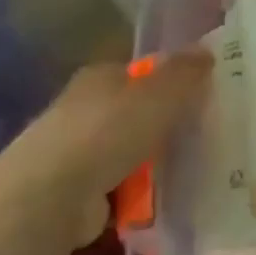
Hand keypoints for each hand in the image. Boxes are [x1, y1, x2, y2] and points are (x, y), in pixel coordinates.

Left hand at [0, 49, 212, 222]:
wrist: (49, 199)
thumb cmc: (106, 132)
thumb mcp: (158, 95)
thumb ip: (185, 73)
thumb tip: (206, 51)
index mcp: (100, 77)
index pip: (140, 72)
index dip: (169, 81)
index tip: (200, 97)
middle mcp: (84, 108)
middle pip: (135, 112)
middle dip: (163, 125)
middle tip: (202, 136)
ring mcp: (76, 152)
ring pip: (128, 151)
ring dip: (152, 164)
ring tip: (190, 173)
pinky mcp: (74, 193)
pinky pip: (119, 188)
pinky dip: (137, 195)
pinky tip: (161, 203)